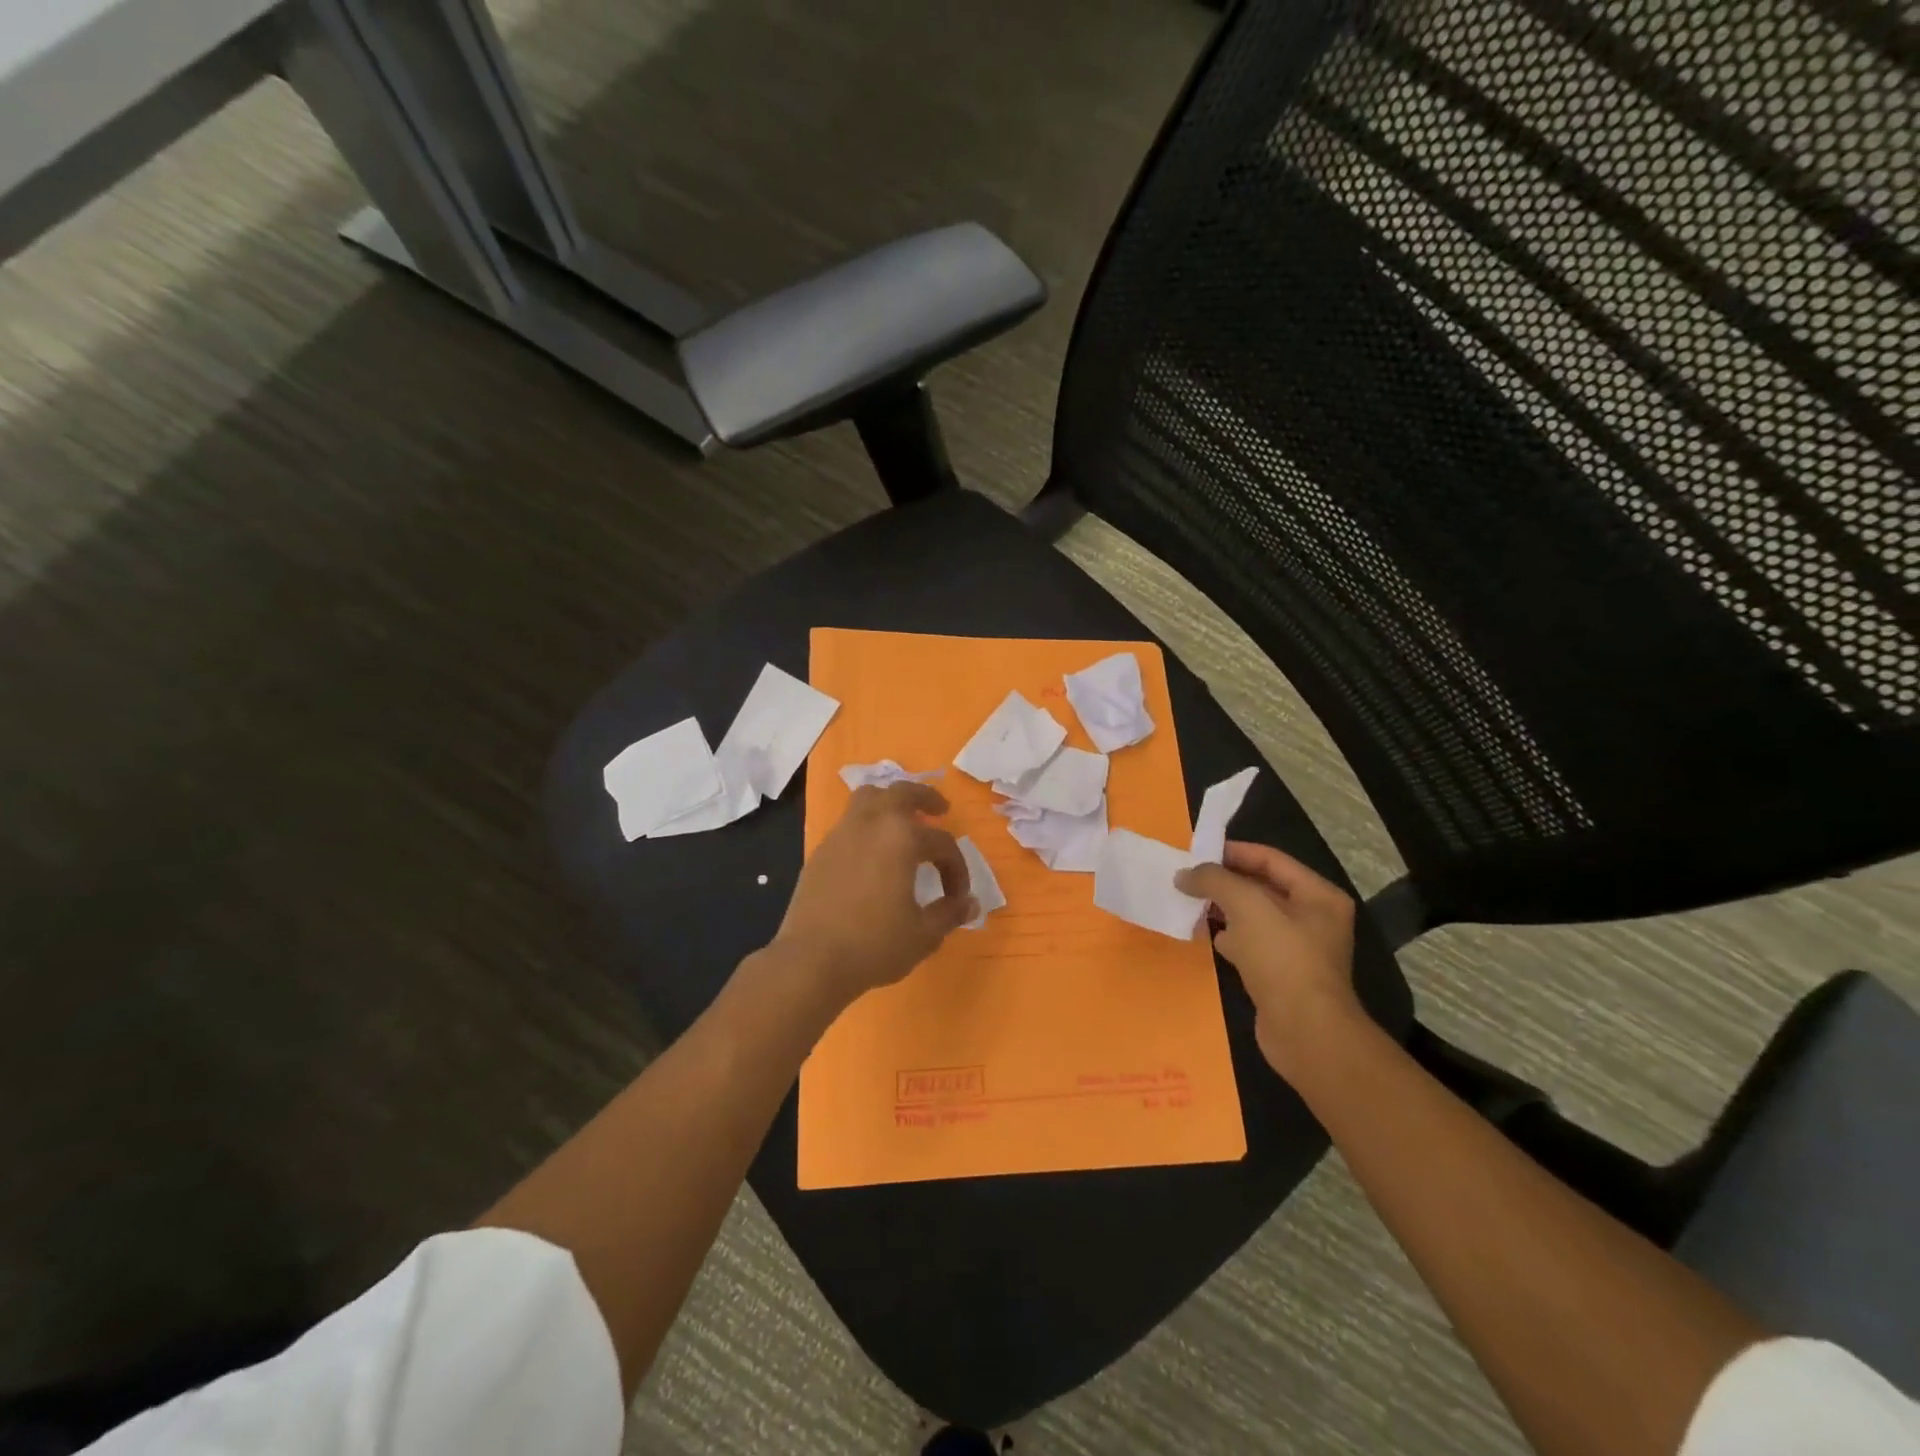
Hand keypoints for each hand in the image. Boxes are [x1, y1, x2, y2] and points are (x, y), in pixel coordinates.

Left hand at [772, 781, 975, 1005]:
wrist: (811, 961)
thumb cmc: (874, 945)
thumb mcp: (923, 934)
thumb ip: (949, 913)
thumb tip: (970, 904)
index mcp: (902, 838)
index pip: (942, 843)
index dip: (957, 869)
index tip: (958, 897)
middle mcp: (871, 824)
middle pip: (901, 792)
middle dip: (925, 797)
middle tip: (940, 809)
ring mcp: (841, 835)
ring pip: (868, 798)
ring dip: (890, 802)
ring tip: (902, 820)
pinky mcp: (820, 852)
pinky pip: (848, 823)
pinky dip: (866, 825)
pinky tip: (872, 852)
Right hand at [1175, 842, 1362, 1077]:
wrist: (1306, 1033)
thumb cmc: (1282, 959)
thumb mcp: (1247, 906)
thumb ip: (1214, 880)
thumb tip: (1184, 874)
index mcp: (1317, 895)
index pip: (1270, 859)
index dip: (1233, 852)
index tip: (1195, 853)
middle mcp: (1313, 918)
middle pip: (1261, 887)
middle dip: (1224, 882)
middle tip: (1186, 878)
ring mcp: (1298, 949)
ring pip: (1252, 917)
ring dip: (1222, 909)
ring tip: (1188, 903)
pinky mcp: (1281, 976)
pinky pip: (1250, 945)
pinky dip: (1228, 937)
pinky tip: (1205, 936)